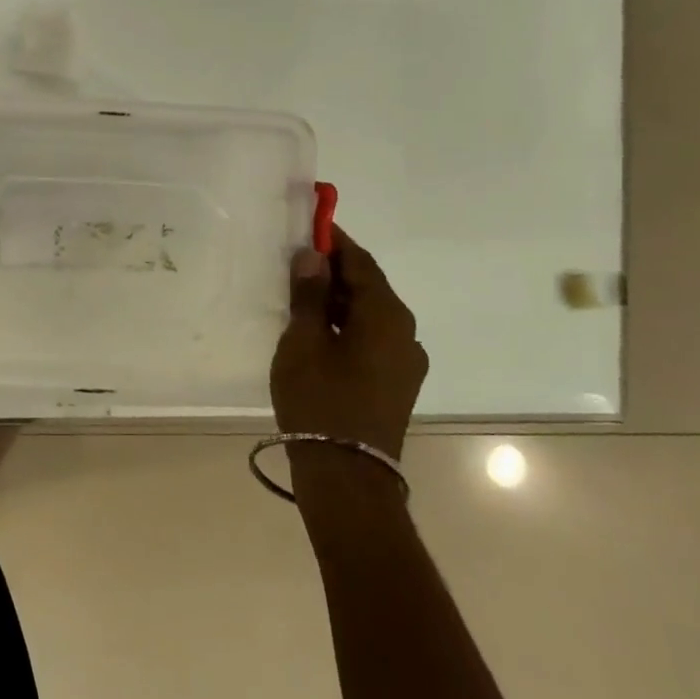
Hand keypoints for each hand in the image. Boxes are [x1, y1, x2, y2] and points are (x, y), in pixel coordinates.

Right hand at [270, 226, 427, 489]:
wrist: (347, 473)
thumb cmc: (319, 399)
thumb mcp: (303, 341)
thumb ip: (308, 295)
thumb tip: (312, 255)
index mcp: (386, 316)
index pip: (361, 263)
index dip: (334, 241)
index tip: (308, 224)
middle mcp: (405, 332)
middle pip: (368, 287)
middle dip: (332, 270)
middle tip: (294, 261)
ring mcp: (404, 360)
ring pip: (368, 314)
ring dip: (337, 299)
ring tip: (297, 295)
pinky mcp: (395, 382)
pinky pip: (370, 337)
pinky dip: (344, 325)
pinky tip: (315, 332)